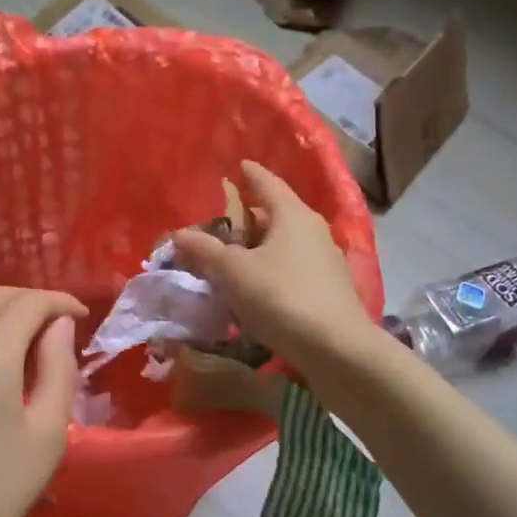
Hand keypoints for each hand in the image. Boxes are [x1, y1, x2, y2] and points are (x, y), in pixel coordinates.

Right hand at [171, 161, 375, 378]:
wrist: (337, 350)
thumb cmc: (281, 297)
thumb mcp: (233, 272)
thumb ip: (205, 251)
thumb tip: (179, 234)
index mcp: (292, 215)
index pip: (268, 183)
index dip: (251, 175)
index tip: (240, 166)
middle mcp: (314, 231)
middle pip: (276, 216)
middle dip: (249, 218)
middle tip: (222, 225)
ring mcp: (326, 262)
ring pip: (285, 245)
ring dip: (260, 249)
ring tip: (234, 259)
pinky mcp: (330, 291)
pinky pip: (293, 270)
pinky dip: (272, 272)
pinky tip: (257, 290)